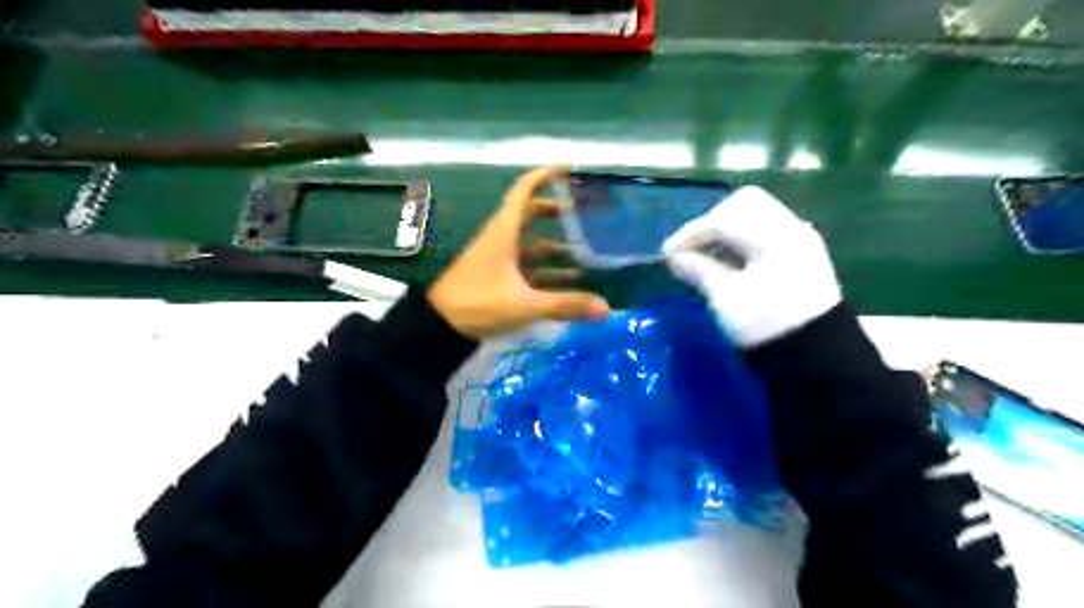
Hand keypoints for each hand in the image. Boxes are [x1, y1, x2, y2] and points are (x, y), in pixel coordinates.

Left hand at [426, 166, 607, 338]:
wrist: (440, 326)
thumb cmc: (479, 304)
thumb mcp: (524, 305)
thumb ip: (565, 305)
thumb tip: (606, 308)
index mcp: (503, 233)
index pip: (523, 192)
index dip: (543, 176)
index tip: (566, 168)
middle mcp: (501, 239)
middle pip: (529, 214)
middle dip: (554, 210)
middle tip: (582, 212)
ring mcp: (498, 258)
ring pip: (530, 243)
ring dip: (554, 245)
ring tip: (584, 252)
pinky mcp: (498, 276)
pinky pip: (526, 265)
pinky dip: (546, 269)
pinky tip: (568, 281)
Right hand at [661, 185, 845, 346]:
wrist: (818, 357)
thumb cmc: (766, 327)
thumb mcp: (726, 299)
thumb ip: (699, 270)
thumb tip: (674, 257)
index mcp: (772, 237)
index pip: (723, 219)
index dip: (691, 233)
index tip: (668, 254)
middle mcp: (791, 227)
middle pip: (744, 203)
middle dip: (711, 222)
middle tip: (691, 248)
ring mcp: (801, 238)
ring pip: (757, 213)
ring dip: (727, 228)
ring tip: (707, 254)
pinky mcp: (804, 252)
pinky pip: (768, 228)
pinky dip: (744, 236)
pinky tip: (732, 259)